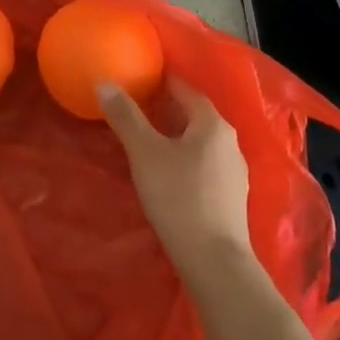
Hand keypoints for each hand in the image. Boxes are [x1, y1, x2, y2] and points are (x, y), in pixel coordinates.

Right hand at [99, 77, 252, 276]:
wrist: (213, 259)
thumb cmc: (178, 197)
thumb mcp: (144, 153)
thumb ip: (125, 117)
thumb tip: (105, 83)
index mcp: (212, 123)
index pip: (185, 89)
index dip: (161, 82)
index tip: (137, 80)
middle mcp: (230, 141)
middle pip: (194, 115)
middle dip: (166, 109)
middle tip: (135, 108)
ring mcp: (234, 170)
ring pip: (200, 141)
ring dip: (176, 135)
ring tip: (147, 139)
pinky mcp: (231, 196)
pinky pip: (204, 163)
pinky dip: (185, 158)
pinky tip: (168, 172)